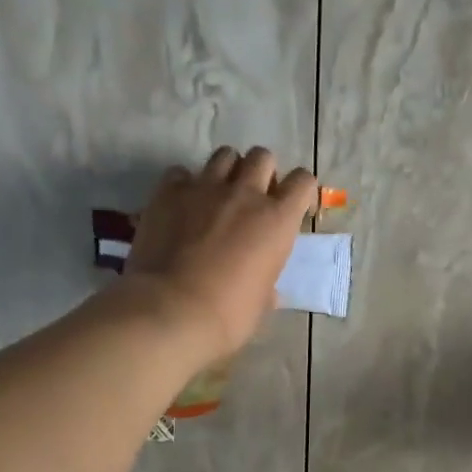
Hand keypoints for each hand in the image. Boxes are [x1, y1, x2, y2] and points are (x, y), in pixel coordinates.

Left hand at [122, 146, 318, 362]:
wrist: (171, 311)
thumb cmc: (228, 316)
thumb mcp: (261, 303)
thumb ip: (267, 284)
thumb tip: (267, 290)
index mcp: (277, 221)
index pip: (303, 181)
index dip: (301, 192)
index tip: (295, 210)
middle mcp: (245, 194)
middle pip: (262, 157)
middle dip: (262, 173)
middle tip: (254, 199)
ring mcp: (204, 188)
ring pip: (224, 155)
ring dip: (228, 171)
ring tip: (220, 196)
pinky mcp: (168, 192)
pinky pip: (181, 173)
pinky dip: (186, 184)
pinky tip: (183, 205)